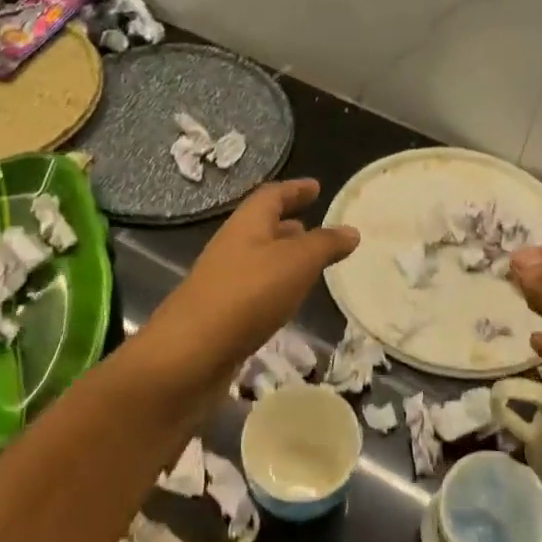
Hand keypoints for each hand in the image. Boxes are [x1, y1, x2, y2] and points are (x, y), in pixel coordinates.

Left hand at [137, 179, 358, 393]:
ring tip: (310, 263)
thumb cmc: (247, 295)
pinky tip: (289, 300)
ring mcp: (224, 281)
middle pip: (262, 226)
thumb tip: (351, 231)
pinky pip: (255, 289)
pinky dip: (276, 286)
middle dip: (289, 223)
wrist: (190, 354)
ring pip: (259, 259)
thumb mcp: (296, 263)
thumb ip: (325, 245)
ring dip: (283, 256)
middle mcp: (232, 247)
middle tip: (315, 225)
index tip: (316, 187)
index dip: (295, 189)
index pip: (272, 196)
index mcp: (246, 225)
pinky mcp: (222, 314)